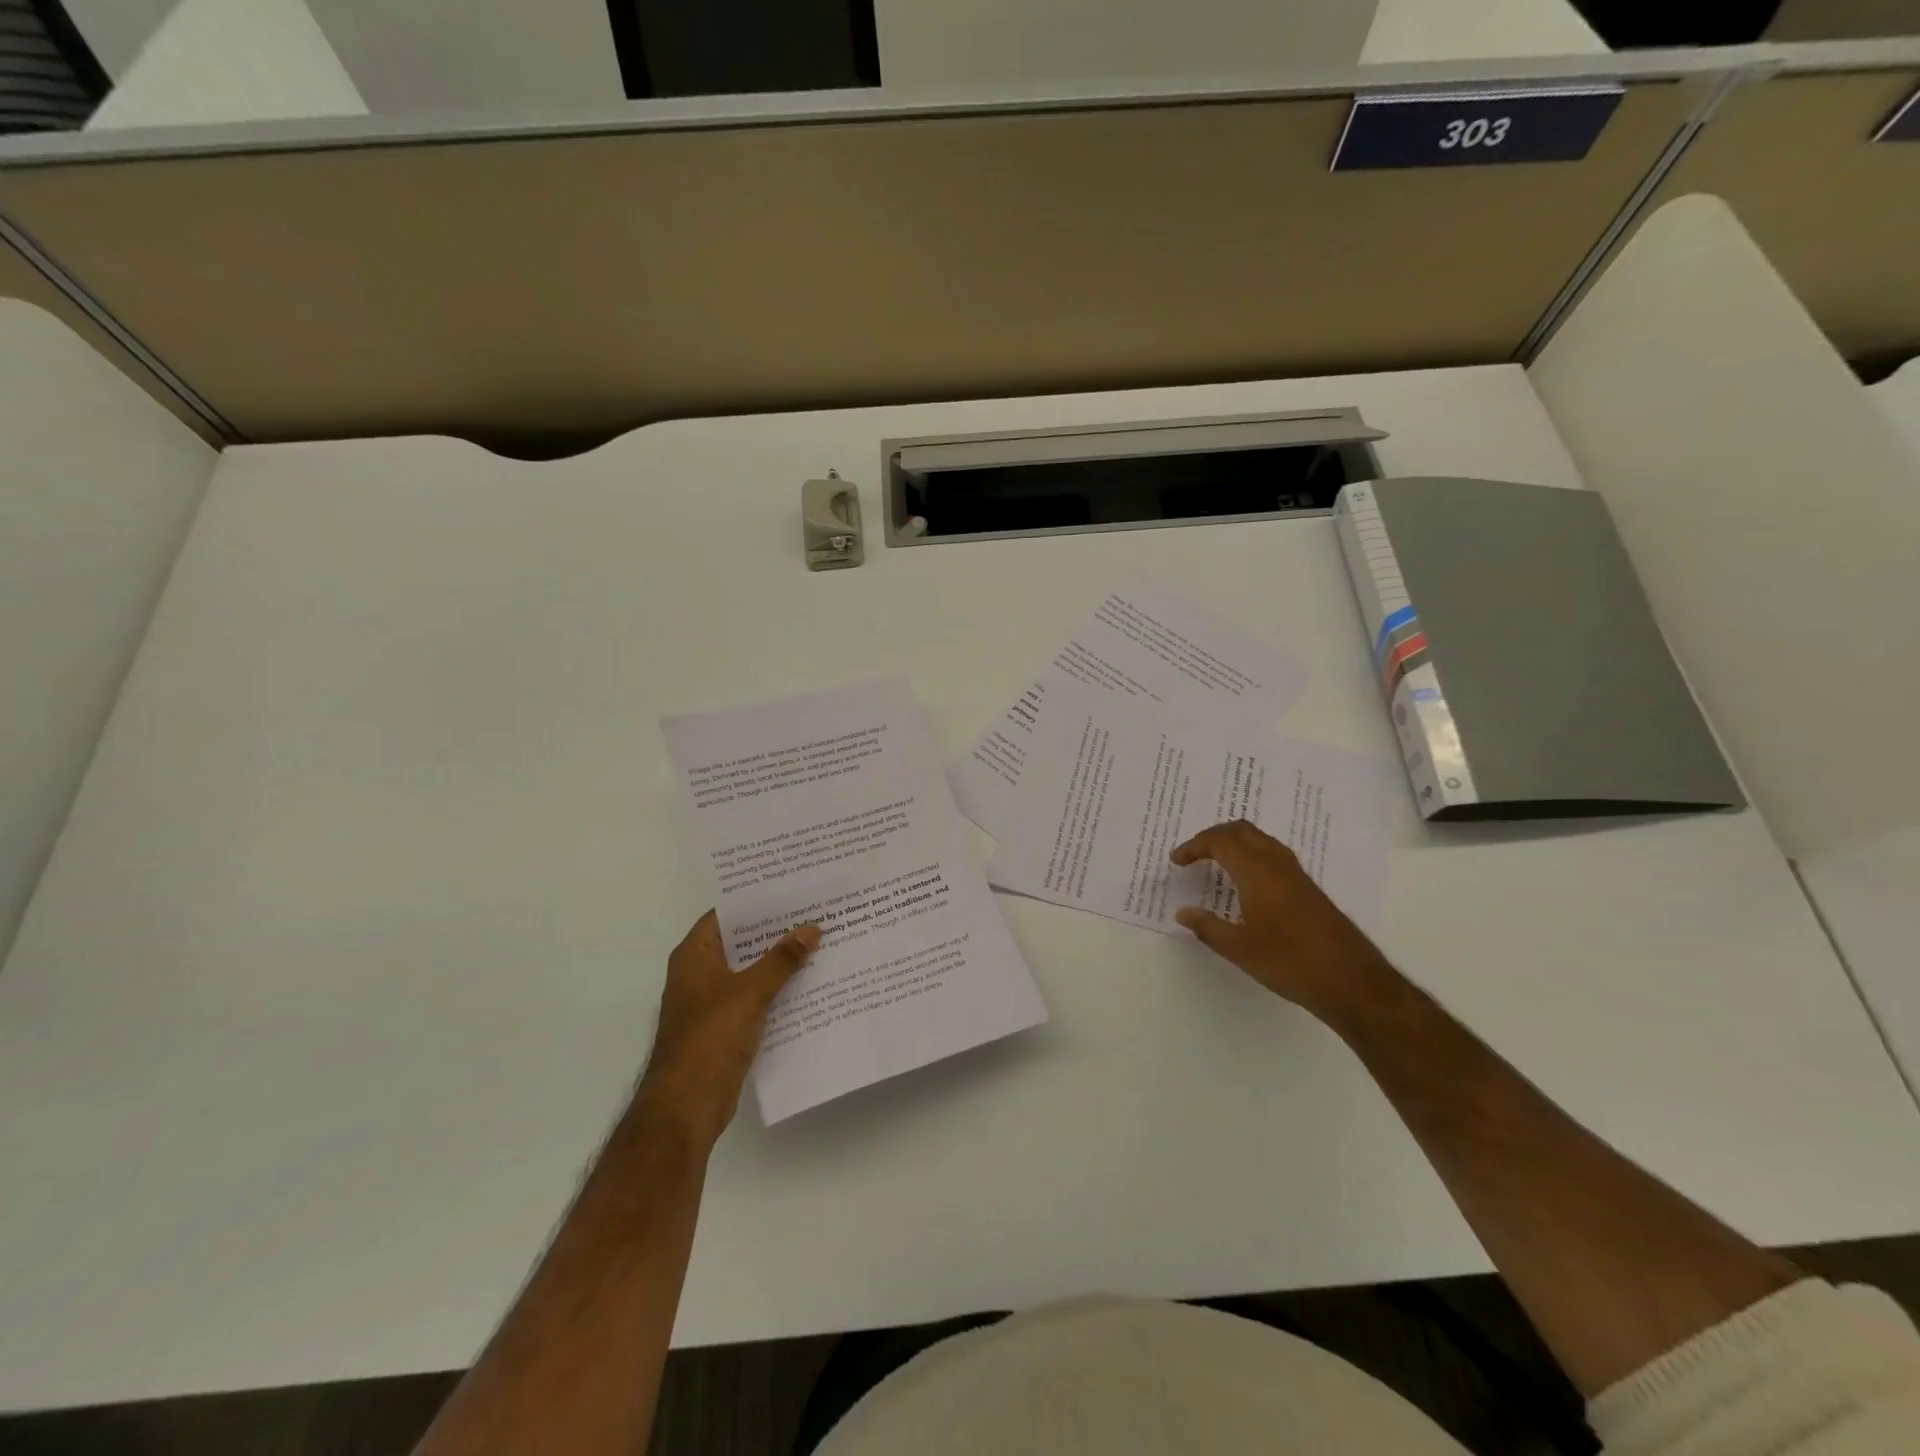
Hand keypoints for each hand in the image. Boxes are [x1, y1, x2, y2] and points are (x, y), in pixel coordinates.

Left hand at [634, 911, 819, 1146]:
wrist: (687, 1105)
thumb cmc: (711, 1037)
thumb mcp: (750, 991)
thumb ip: (782, 959)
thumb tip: (812, 928)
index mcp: (694, 955)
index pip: (725, 915)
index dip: (756, 901)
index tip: (790, 888)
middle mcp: (699, 973)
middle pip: (740, 942)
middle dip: (775, 930)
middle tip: (814, 911)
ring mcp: (711, 1001)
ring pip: (750, 971)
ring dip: (779, 961)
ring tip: (820, 941)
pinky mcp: (725, 1026)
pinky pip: (755, 997)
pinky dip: (777, 989)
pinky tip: (810, 982)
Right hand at [1170, 820, 1390, 1021]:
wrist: (1351, 981)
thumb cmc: (1289, 962)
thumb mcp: (1239, 949)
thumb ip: (1208, 927)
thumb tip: (1183, 913)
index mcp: (1257, 872)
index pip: (1220, 841)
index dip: (1194, 846)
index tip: (1176, 861)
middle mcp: (1277, 864)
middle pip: (1241, 830)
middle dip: (1213, 836)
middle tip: (1193, 854)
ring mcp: (1296, 875)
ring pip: (1260, 840)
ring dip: (1234, 843)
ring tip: (1215, 863)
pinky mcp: (1307, 888)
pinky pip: (1272, 855)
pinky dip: (1250, 855)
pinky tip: (1245, 882)